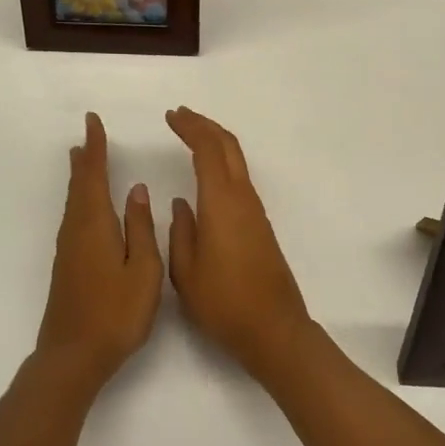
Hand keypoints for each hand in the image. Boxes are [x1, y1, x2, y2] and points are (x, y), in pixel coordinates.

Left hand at [35, 113, 164, 391]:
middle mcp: (76, 230)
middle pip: (79, 185)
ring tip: (83, 161)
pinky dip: (80, 200)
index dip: (95, 147)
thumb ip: (140, 227)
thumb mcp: (142, 269)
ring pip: (74, 202)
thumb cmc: (115, 313)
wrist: (73, 356)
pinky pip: (74, 218)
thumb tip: (136, 190)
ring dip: (80, 178)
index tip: (93, 122)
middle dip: (85, 159)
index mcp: (95, 224)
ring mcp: (68, 250)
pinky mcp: (67, 266)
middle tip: (87, 136)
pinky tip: (86, 208)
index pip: (94, 175)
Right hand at [165, 107, 312, 380]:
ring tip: (191, 136)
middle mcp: (242, 198)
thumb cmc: (223, 302)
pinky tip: (208, 173)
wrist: (273, 329)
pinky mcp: (260, 224)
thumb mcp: (185, 271)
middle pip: (228, 146)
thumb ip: (180, 232)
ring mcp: (255, 211)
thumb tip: (182, 204)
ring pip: (237, 160)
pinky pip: (239, 178)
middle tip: (180, 116)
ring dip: (215, 142)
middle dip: (204, 125)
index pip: (207, 150)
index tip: (170, 117)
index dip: (190, 128)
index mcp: (221, 203)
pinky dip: (222, 162)